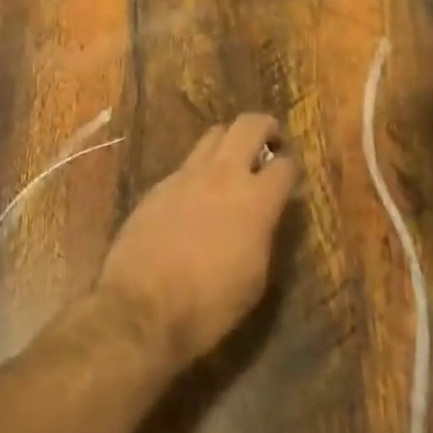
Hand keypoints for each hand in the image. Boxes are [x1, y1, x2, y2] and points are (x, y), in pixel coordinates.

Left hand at [99, 114, 298, 367]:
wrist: (141, 307)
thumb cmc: (209, 304)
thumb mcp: (255, 277)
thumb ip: (263, 233)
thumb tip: (264, 214)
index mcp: (255, 200)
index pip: (285, 165)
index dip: (290, 170)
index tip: (287, 181)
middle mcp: (222, 176)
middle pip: (248, 125)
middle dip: (265, 128)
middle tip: (268, 146)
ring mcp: (185, 176)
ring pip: (213, 135)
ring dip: (229, 143)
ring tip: (231, 167)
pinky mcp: (157, 187)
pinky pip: (185, 165)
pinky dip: (198, 172)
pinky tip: (195, 199)